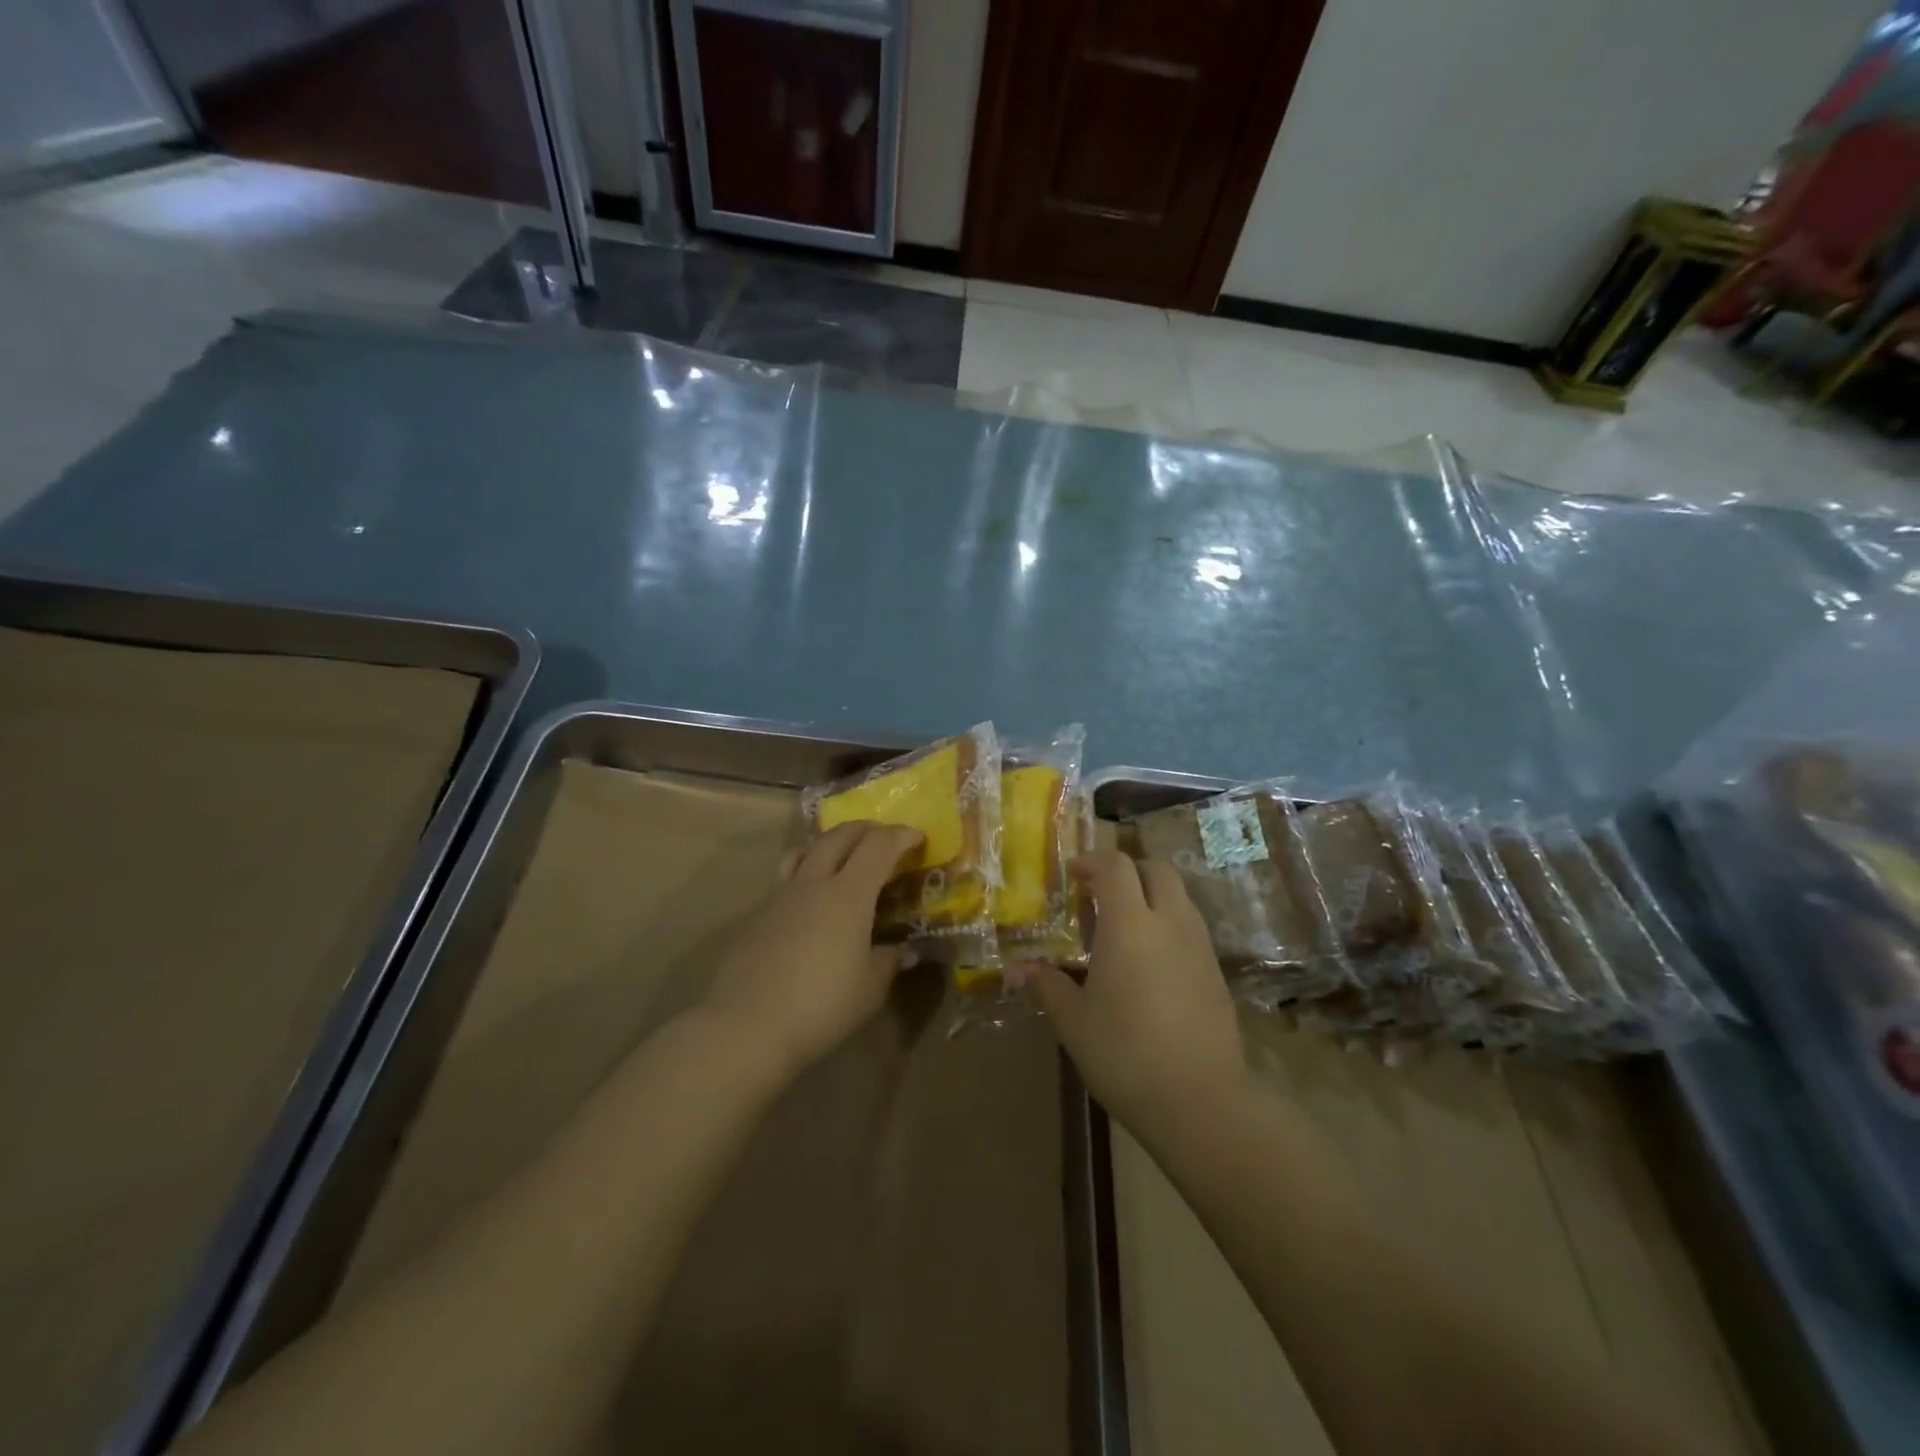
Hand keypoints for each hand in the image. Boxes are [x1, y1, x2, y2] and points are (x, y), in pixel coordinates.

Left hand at [701, 821, 923, 1079]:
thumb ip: (888, 962)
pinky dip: (806, 876)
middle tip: (883, 837)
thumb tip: (904, 951)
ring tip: (842, 856)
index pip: (878, 846)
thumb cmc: (821, 1006)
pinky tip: (810, 905)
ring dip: (829, 844)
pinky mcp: (755, 916)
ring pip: (805, 851)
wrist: (745, 1027)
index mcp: (848, 894)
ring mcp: (779, 897)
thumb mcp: (869, 989)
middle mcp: (813, 883)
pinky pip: (786, 880)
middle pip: (838, 837)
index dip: (900, 836)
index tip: (917, 838)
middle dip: (865, 830)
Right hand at [1026, 851, 1247, 1139]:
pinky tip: (1149, 964)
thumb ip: (1047, 985)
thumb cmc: (1125, 1054)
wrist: (1201, 1101)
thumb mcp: (1073, 1021)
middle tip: (1100, 894)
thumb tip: (1018, 969)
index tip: (1072, 876)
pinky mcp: (1216, 972)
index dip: (1092, 861)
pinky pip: (1190, 928)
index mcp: (1130, 925)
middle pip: (1156, 869)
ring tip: (1123, 930)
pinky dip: (1167, 925)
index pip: (1116, 866)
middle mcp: (1170, 923)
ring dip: (1150, 897)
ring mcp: (1199, 946)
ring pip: (1178, 897)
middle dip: (1128, 871)